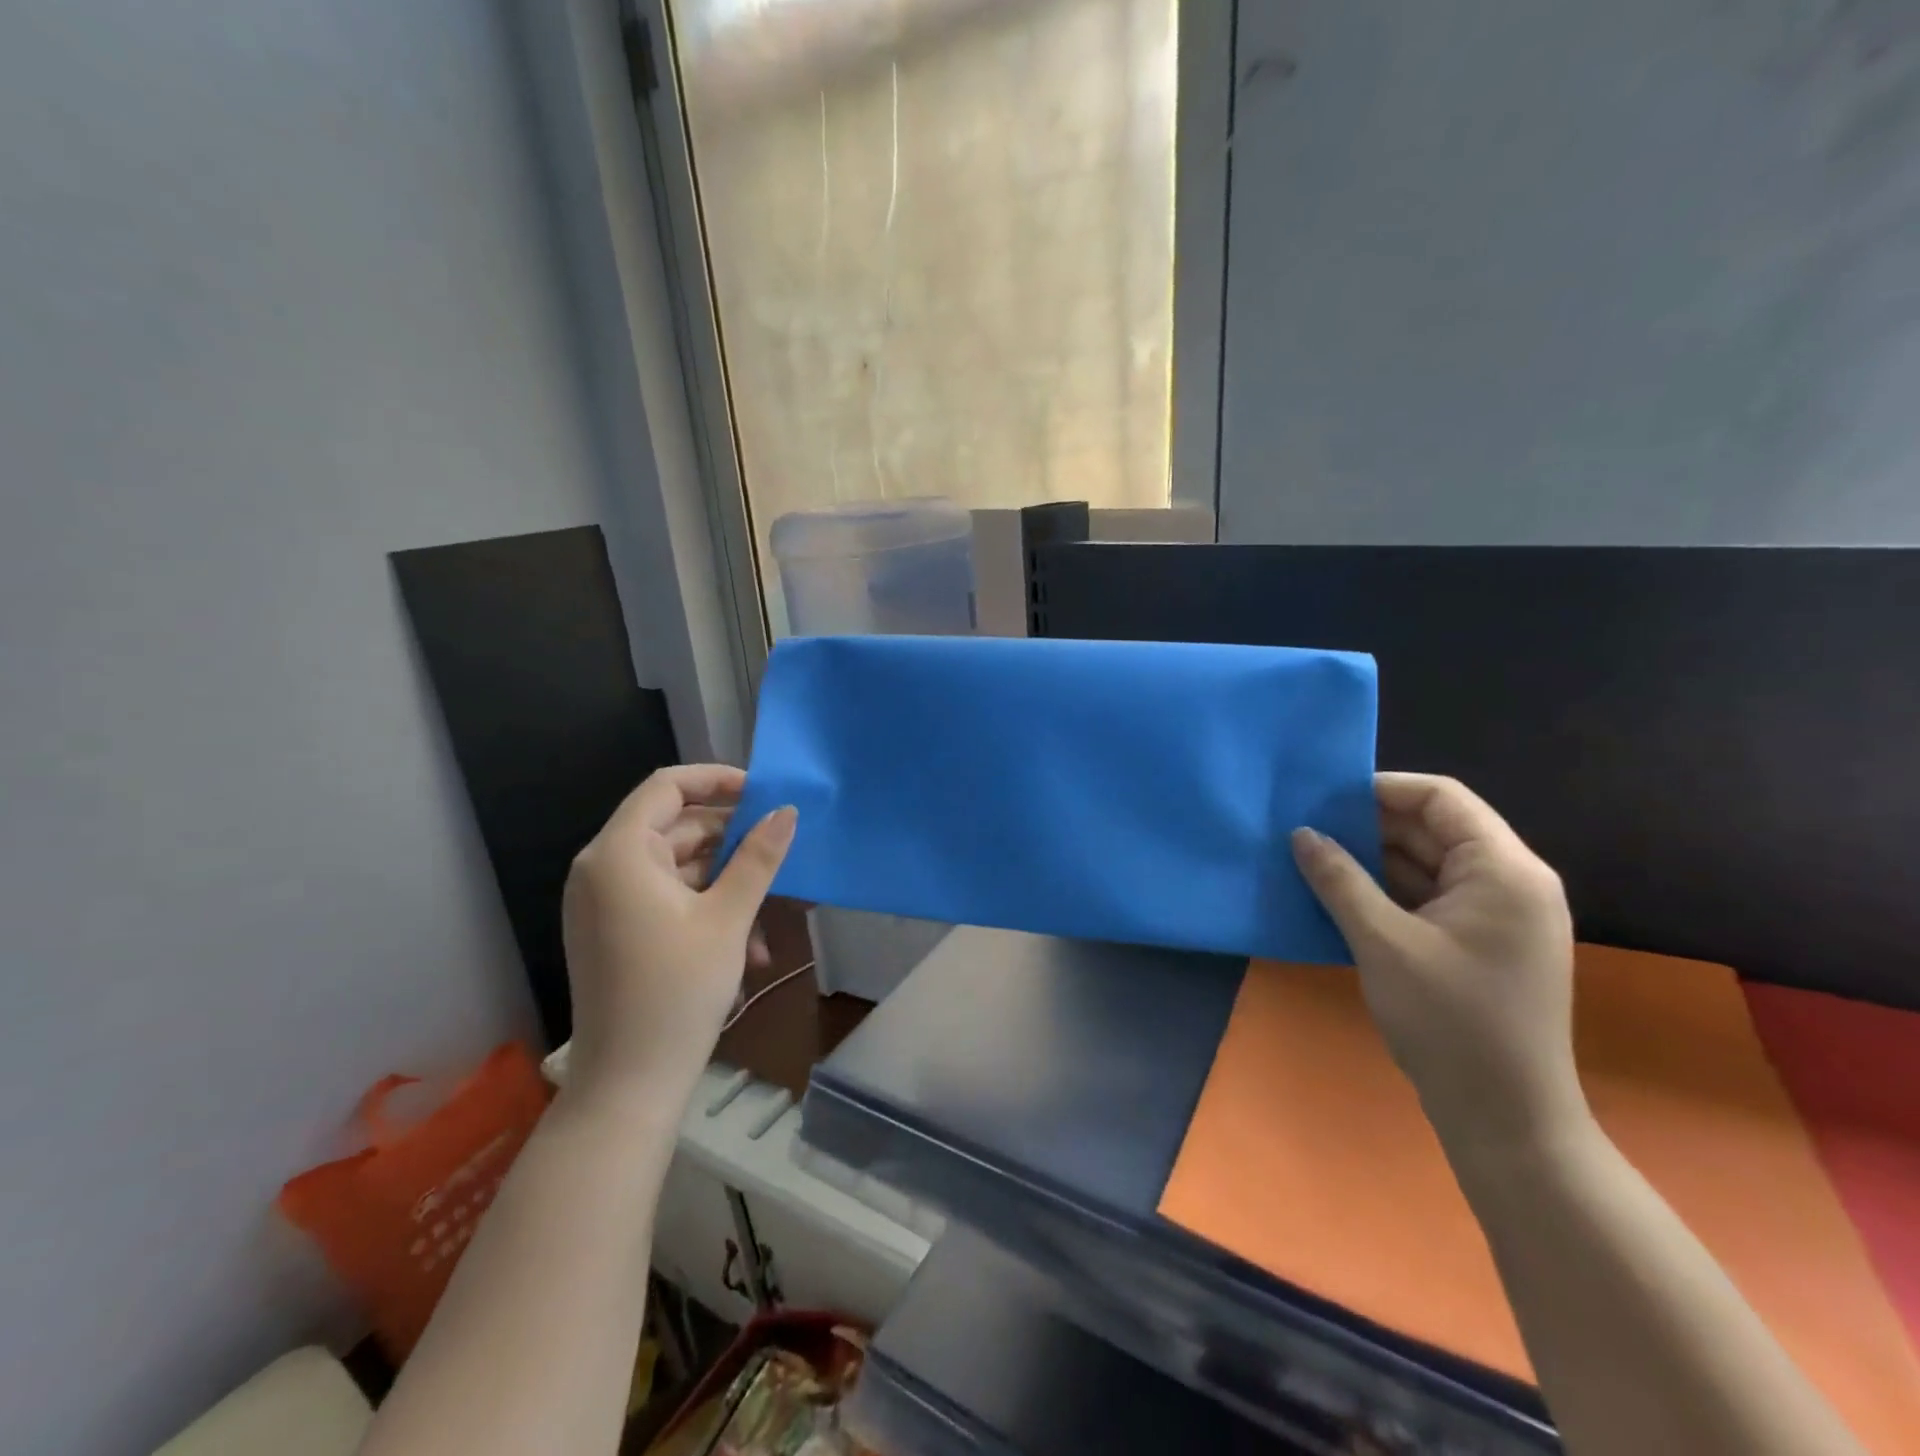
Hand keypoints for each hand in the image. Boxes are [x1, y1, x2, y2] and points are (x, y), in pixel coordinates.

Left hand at [561, 765, 796, 1111]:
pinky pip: (665, 897)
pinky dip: (705, 909)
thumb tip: (786, 811)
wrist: (627, 1086)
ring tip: (769, 923)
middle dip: (732, 845)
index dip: (717, 781)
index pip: (667, 787)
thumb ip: (758, 857)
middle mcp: (603, 868)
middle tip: (780, 858)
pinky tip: (746, 947)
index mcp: (619, 854)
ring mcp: (605, 901)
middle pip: (676, 828)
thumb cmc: (678, 992)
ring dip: (727, 886)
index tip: (764, 794)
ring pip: (679, 867)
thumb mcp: (728, 918)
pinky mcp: (613, 929)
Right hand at [1291, 773, 1589, 1154]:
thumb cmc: (1450, 1022)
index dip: (1381, 789)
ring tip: (1313, 858)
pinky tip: (1339, 896)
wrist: (1506, 1119)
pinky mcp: (1482, 943)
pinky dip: (1387, 892)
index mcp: (1505, 870)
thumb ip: (1339, 880)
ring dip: (1373, 861)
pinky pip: (1429, 898)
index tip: (1324, 797)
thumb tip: (1301, 833)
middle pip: (1434, 829)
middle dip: (1369, 826)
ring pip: (1427, 865)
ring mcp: (1499, 916)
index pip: (1441, 799)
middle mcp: (1511, 883)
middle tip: (1306, 828)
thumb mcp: (1382, 942)